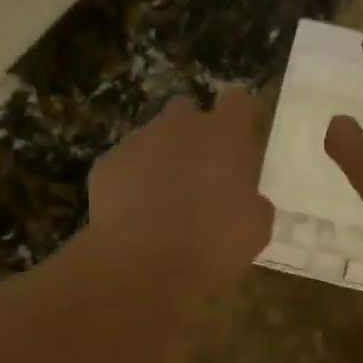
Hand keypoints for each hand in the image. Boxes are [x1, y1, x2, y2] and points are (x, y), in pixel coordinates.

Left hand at [86, 85, 273, 281]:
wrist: (144, 262)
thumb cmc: (213, 244)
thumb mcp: (255, 229)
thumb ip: (253, 202)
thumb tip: (248, 200)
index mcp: (226, 135)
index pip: (237, 100)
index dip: (238, 117)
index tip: (239, 140)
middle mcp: (181, 125)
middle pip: (187, 110)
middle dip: (192, 132)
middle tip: (198, 172)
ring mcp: (138, 140)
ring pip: (152, 138)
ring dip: (160, 160)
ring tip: (162, 202)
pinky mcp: (106, 164)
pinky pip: (123, 166)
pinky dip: (130, 184)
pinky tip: (134, 216)